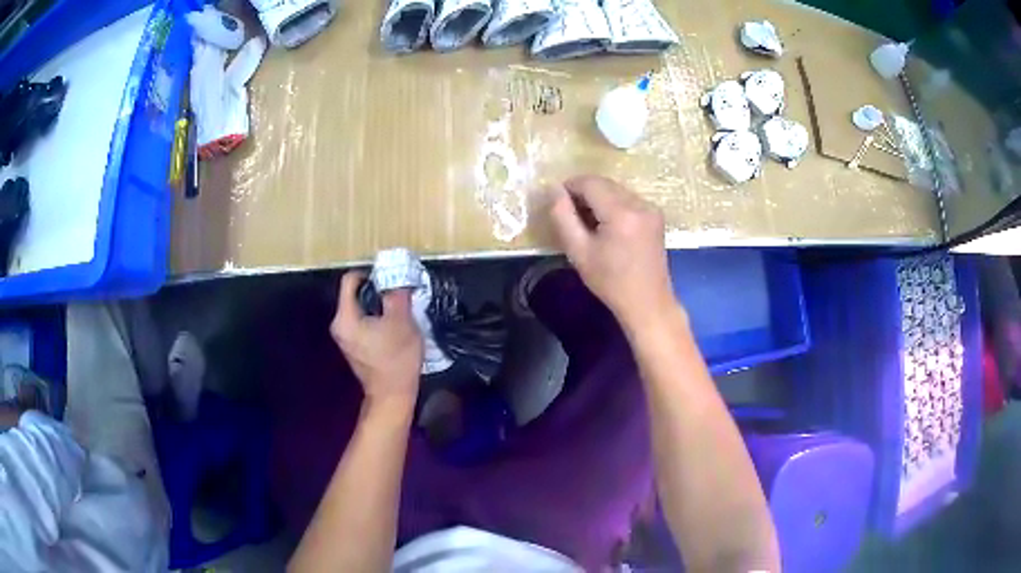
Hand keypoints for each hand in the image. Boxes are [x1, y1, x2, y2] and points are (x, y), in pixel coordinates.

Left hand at [331, 271, 423, 407]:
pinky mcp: (354, 347)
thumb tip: (395, 280)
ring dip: (377, 306)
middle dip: (375, 291)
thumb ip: (396, 295)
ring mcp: (345, 338)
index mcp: (345, 317)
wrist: (393, 394)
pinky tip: (393, 327)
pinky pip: (362, 323)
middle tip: (397, 293)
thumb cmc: (396, 358)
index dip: (369, 274)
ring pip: (359, 309)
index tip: (388, 278)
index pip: (350, 281)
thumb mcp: (402, 321)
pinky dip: (375, 319)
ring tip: (398, 308)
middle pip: (354, 295)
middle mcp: (339, 326)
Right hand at [549, 175, 676, 328]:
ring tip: (589, 224)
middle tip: (571, 216)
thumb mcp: (578, 251)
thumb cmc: (610, 282)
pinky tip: (607, 226)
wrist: (647, 302)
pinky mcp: (655, 215)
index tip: (558, 203)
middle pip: (604, 183)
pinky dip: (613, 205)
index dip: (570, 187)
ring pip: (615, 189)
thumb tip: (554, 190)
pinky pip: (628, 198)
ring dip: (598, 198)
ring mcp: (651, 208)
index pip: (590, 182)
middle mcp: (639, 204)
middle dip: (584, 193)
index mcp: (621, 213)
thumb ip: (563, 216)